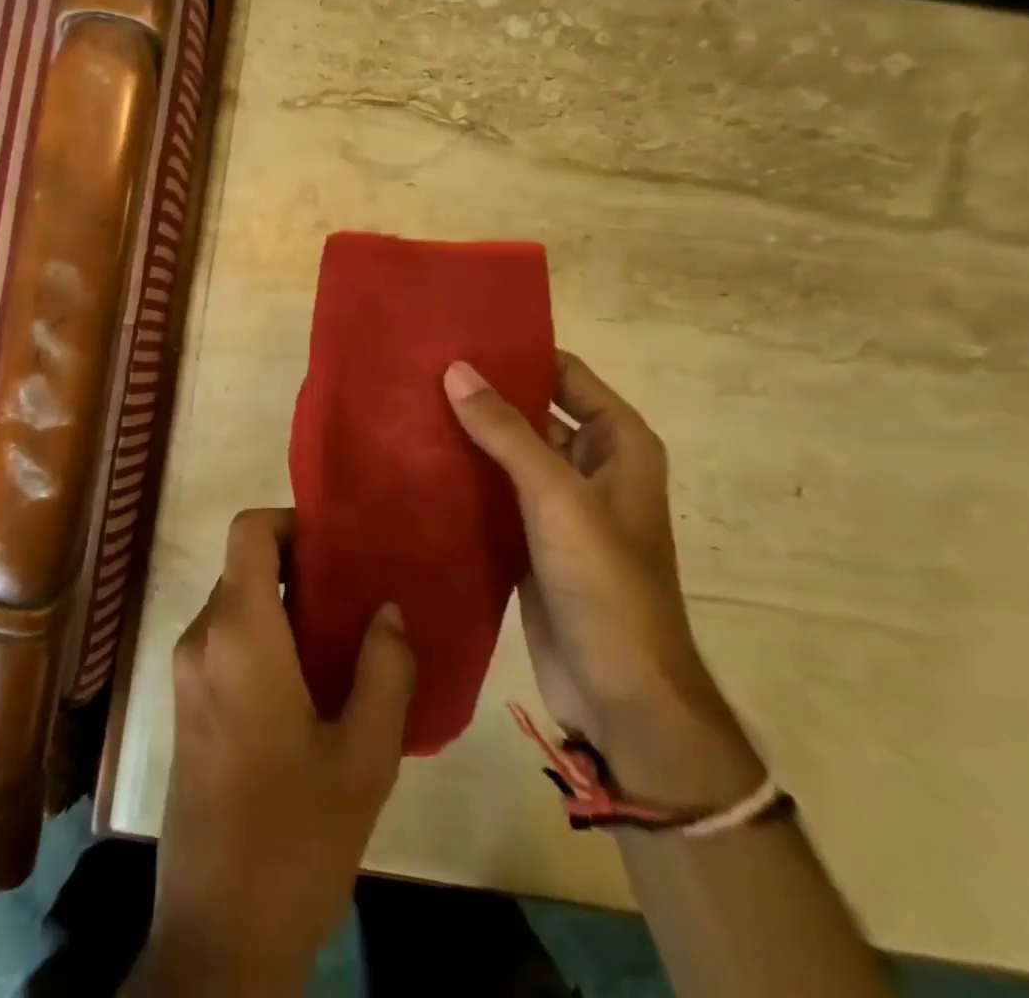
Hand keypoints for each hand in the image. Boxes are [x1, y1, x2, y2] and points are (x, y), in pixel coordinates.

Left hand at [129, 508, 414, 995]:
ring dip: (284, 606)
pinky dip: (265, 637)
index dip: (290, 521)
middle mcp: (202, 637)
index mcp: (239, 633)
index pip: (247, 531)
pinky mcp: (186, 704)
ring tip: (344, 640)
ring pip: (236, 604)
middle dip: (299, 568)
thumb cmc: (296, 839)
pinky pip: (226, 640)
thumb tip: (388, 608)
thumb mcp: (364, 757)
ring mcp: (187, 672)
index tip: (338, 548)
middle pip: (244, 567)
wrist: (217, 935)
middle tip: (357, 596)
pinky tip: (311, 683)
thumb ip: (384, 670)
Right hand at [443, 353, 762, 807]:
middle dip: (483, 393)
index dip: (518, 351)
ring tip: (406, 407)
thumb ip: (506, 431)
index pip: (564, 373)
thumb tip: (456, 369)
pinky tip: (416, 462)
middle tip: (419, 369)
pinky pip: (494, 493)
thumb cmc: (604, 582)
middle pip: (532, 410)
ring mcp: (560, 505)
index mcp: (618, 443)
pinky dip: (463, 477)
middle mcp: (591, 465)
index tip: (459, 334)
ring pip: (508, 453)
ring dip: (468, 435)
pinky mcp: (531, 539)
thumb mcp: (556, 496)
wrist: (621, 693)